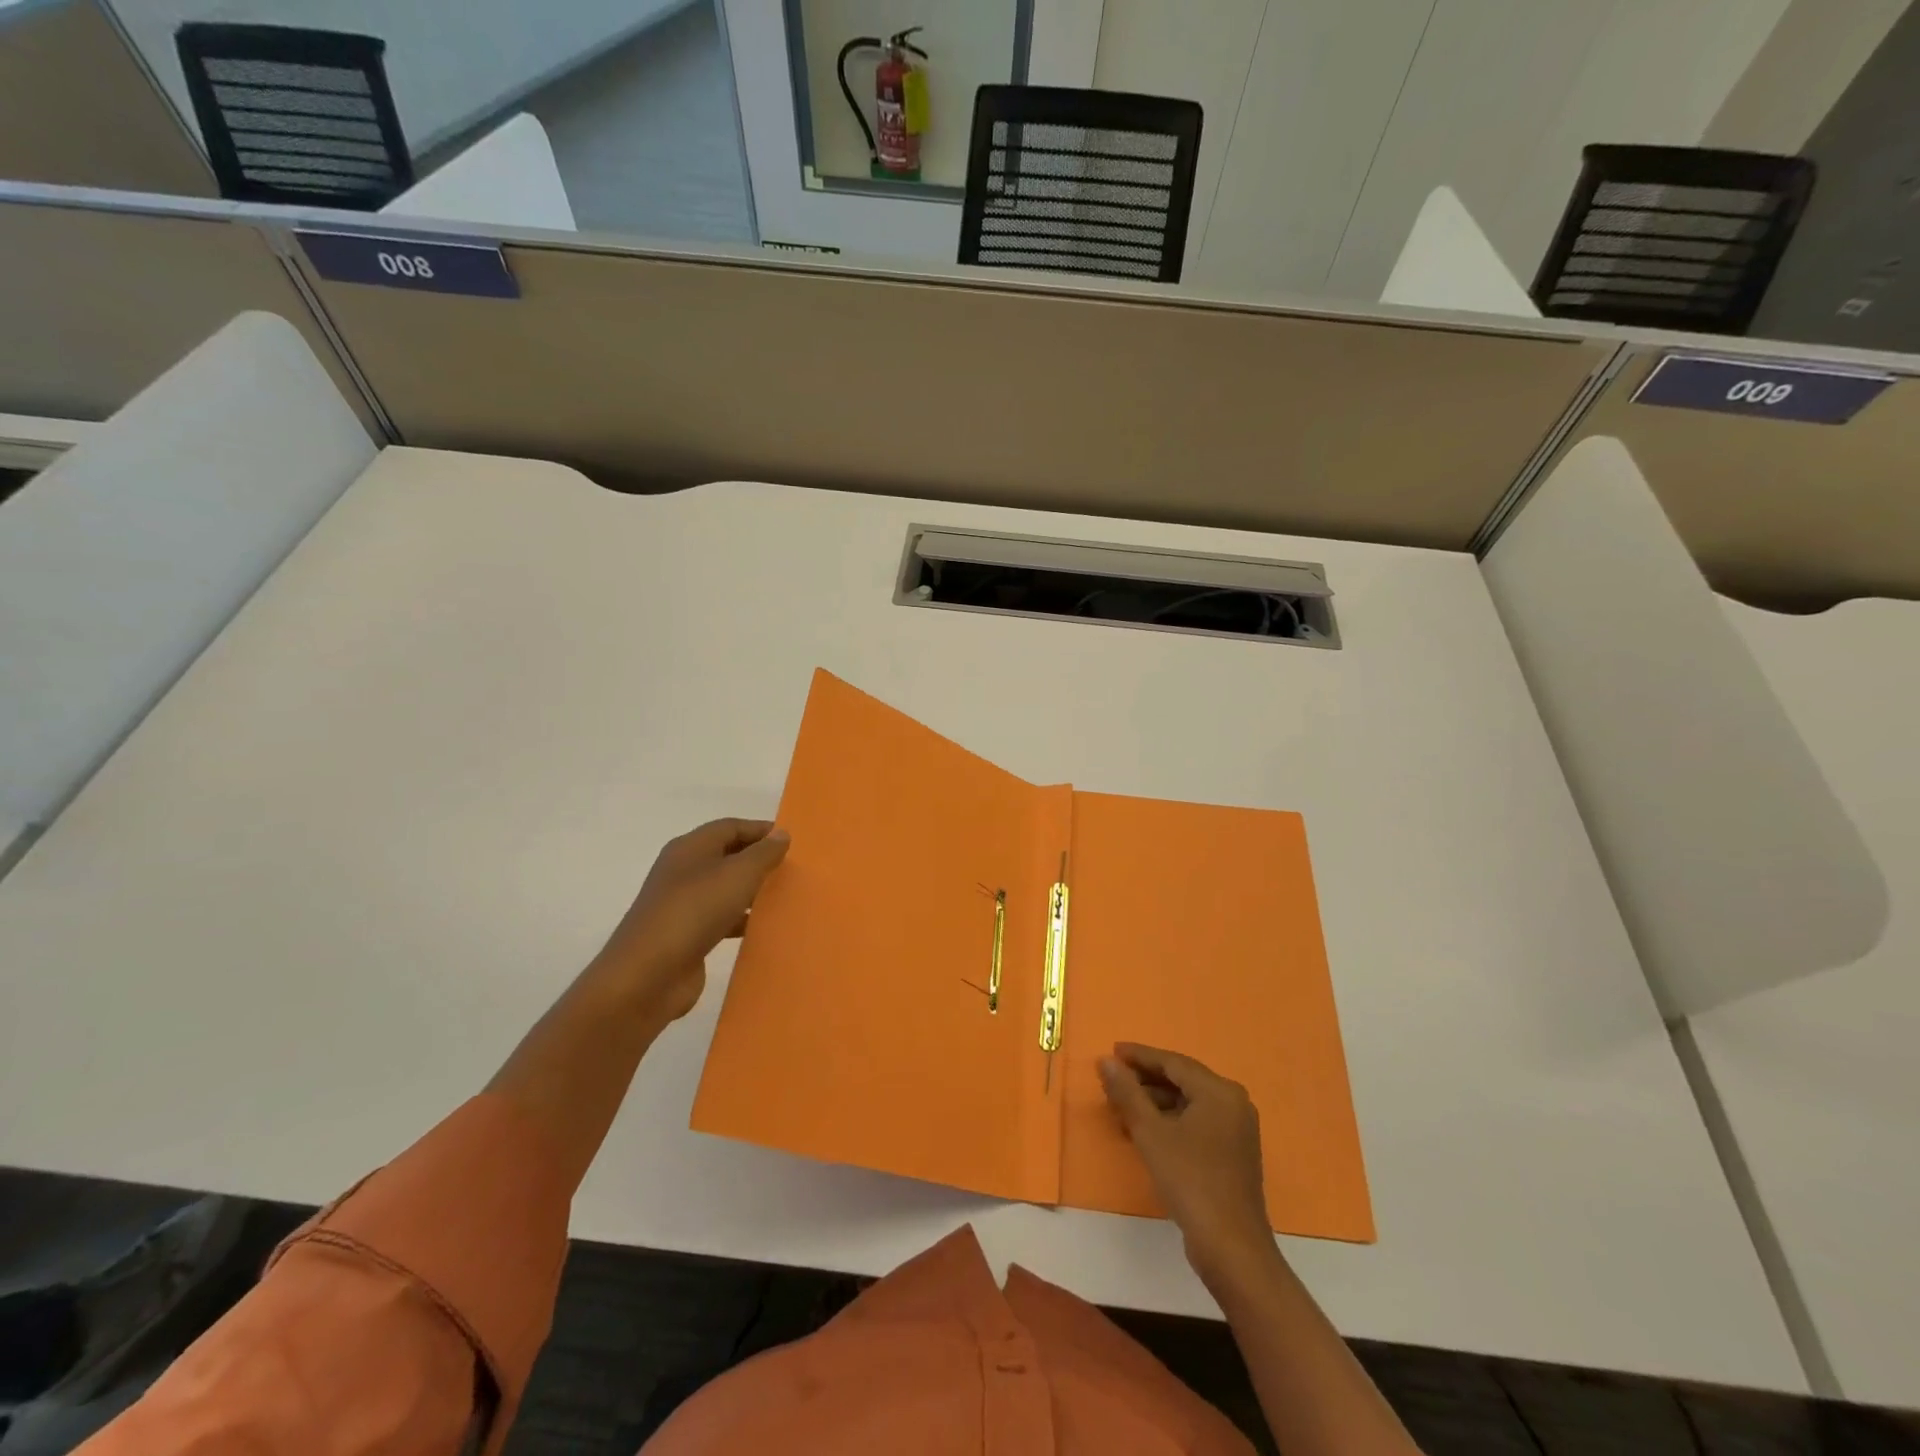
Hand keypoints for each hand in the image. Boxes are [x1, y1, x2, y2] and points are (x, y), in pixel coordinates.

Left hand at [593, 818, 789, 1024]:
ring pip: (725, 888)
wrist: (647, 975)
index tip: (793, 840)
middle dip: (759, 859)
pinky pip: (721, 919)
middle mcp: (684, 871)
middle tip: (793, 868)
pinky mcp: (686, 936)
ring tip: (785, 896)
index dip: (761, 830)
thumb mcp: (737, 874)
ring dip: (753, 890)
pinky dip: (742, 919)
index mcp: (690, 848)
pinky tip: (763, 927)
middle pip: (727, 855)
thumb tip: (781, 834)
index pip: (730, 827)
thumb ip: (763, 853)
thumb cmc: (694, 911)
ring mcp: (682, 905)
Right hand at [1099, 1043, 1276, 1286]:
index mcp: (1219, 1091)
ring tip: (1120, 1107)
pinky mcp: (1232, 1152)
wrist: (1232, 1248)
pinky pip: (1195, 1122)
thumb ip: (1127, 1092)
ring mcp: (1236, 1129)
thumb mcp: (1151, 1133)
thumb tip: (1107, 1061)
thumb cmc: (1190, 1181)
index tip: (1112, 1051)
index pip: (1173, 1062)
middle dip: (1144, 1081)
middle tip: (1111, 1080)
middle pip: (1181, 1080)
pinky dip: (1169, 1121)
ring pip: (1187, 1103)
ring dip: (1154, 1103)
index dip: (1140, 1055)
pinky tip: (1143, 1131)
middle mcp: (1233, 1103)